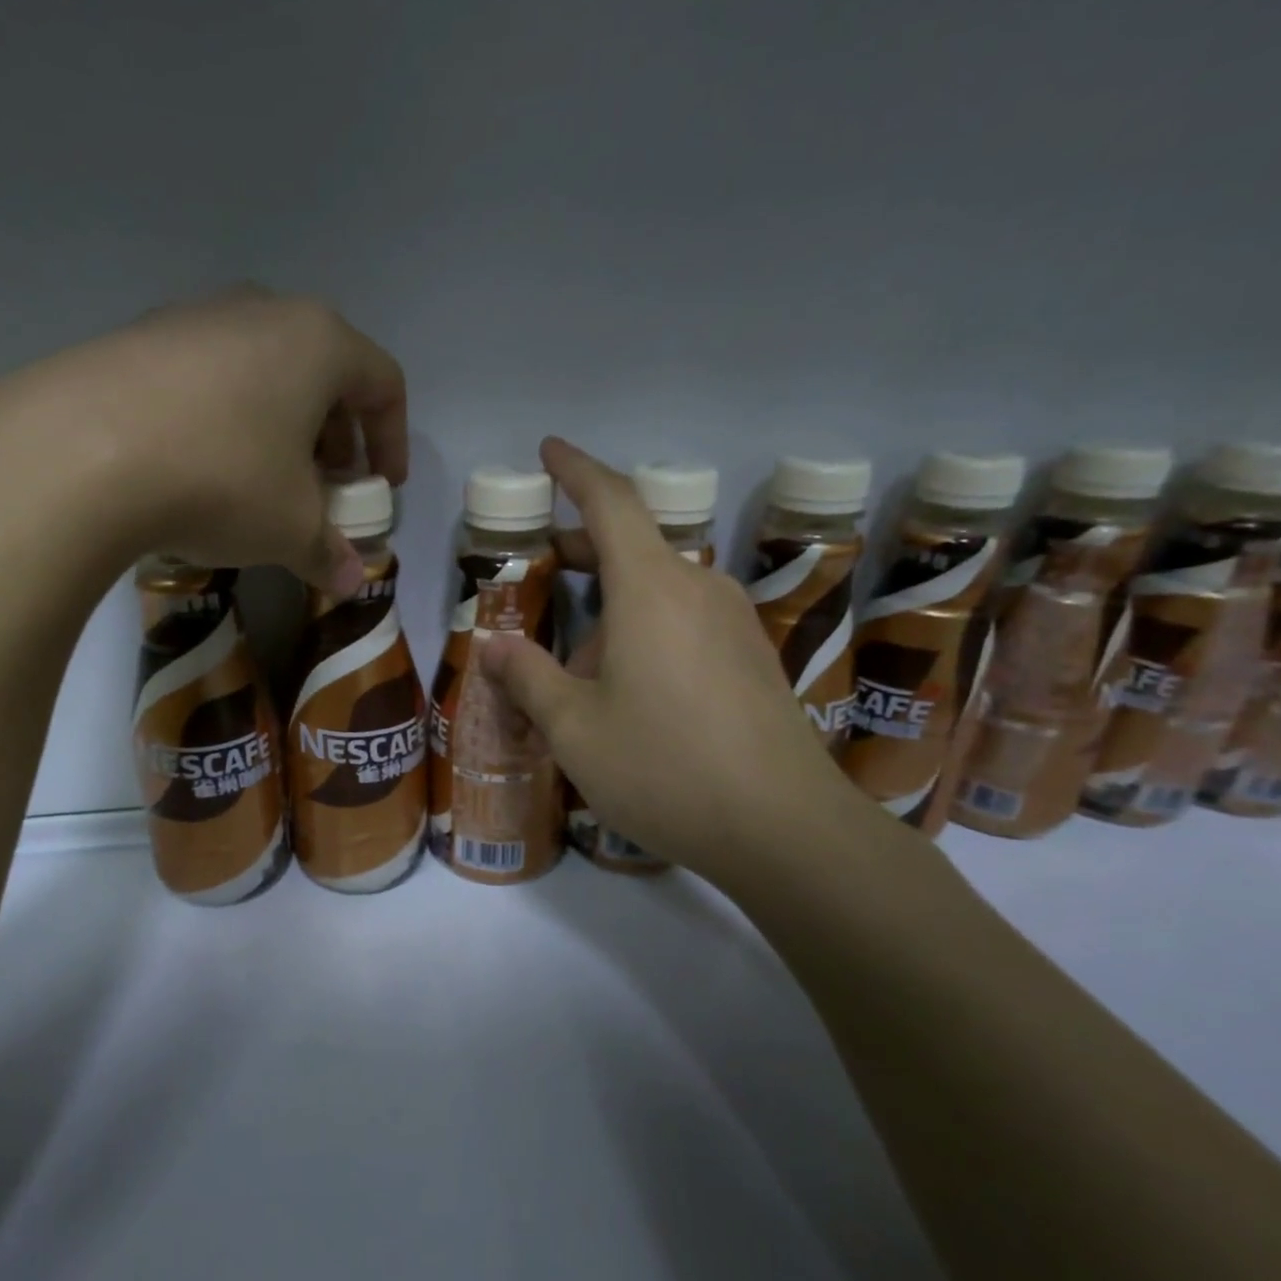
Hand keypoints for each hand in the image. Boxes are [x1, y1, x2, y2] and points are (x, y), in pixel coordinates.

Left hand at [0, 287, 406, 597]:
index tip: (381, 488)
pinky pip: (205, 379)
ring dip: (278, 428)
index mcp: (318, 342)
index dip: (392, 440)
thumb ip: (329, 553)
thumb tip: (351, 583)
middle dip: (333, 437)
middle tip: (325, 488)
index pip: (382, 384)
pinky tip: (199, 468)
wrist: (78, 454)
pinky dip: (223, 420)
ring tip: (263, 483)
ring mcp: (192, 317)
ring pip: (261, 372)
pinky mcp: (137, 339)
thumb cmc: (222, 480)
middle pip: (321, 373)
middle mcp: (260, 311)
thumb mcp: (290, 529)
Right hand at [479, 438, 874, 891]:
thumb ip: (529, 679)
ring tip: (577, 652)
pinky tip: (629, 683)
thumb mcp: (574, 729)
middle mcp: (699, 590)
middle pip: (637, 543)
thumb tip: (494, 646)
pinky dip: (646, 626)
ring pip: (662, 588)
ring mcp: (734, 624)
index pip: (612, 503)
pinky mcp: (753, 659)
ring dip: (615, 599)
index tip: (549, 451)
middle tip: (546, 560)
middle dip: (586, 543)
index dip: (576, 471)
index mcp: (652, 590)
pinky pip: (687, 620)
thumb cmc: (664, 768)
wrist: (786, 830)